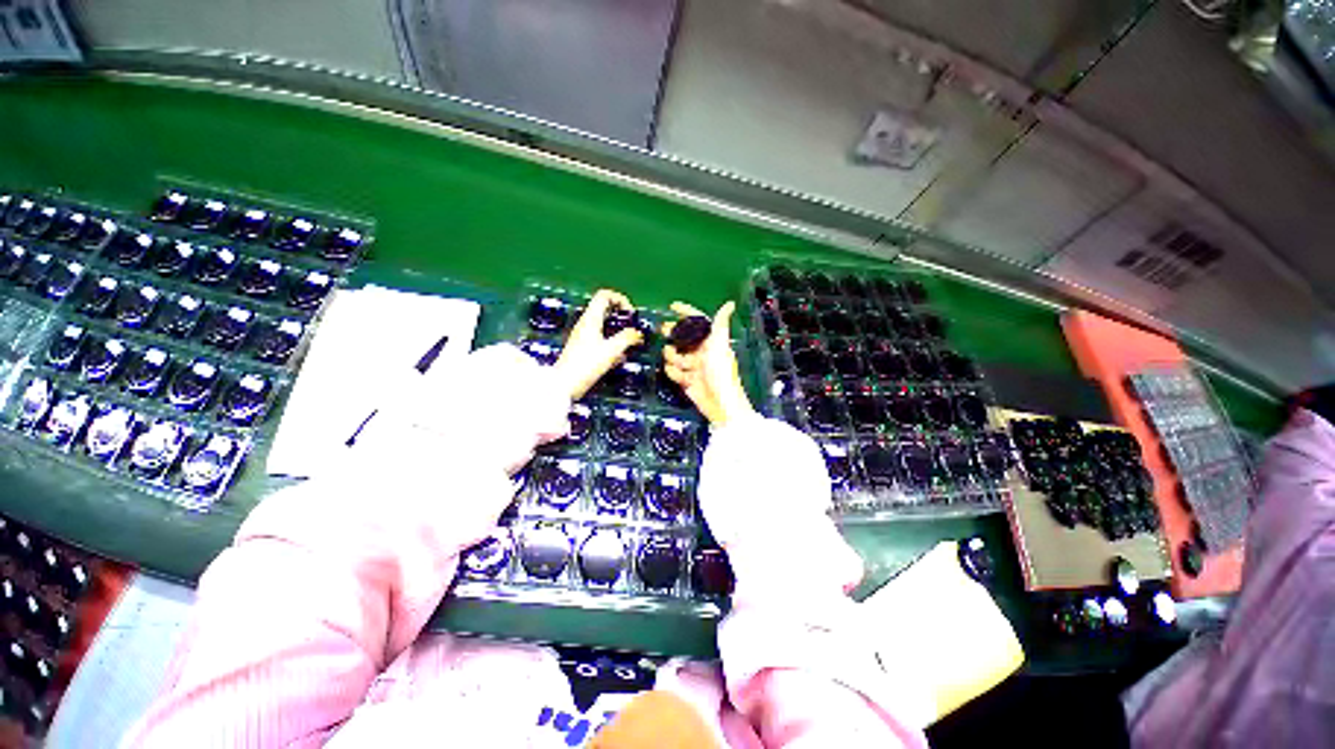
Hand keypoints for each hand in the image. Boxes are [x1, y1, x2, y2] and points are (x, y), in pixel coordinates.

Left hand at [551, 289, 643, 399]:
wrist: (564, 385)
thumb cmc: (586, 364)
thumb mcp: (611, 350)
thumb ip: (627, 338)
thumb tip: (638, 333)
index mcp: (591, 319)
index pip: (605, 296)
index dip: (620, 299)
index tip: (631, 314)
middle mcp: (586, 324)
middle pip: (605, 310)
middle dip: (622, 317)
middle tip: (633, 329)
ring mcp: (583, 336)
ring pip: (605, 326)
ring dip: (619, 332)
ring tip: (629, 345)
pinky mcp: (583, 349)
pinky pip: (601, 339)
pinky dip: (612, 344)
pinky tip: (619, 358)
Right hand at [662, 301, 753, 426]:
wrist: (720, 403)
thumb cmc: (721, 372)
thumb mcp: (720, 345)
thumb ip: (720, 325)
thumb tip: (730, 303)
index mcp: (710, 341)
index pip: (697, 322)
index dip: (686, 313)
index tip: (672, 306)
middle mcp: (701, 351)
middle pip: (682, 337)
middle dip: (672, 334)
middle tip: (662, 331)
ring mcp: (692, 365)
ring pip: (675, 354)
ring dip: (673, 357)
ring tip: (677, 361)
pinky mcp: (686, 379)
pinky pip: (673, 371)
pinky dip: (674, 373)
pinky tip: (680, 376)